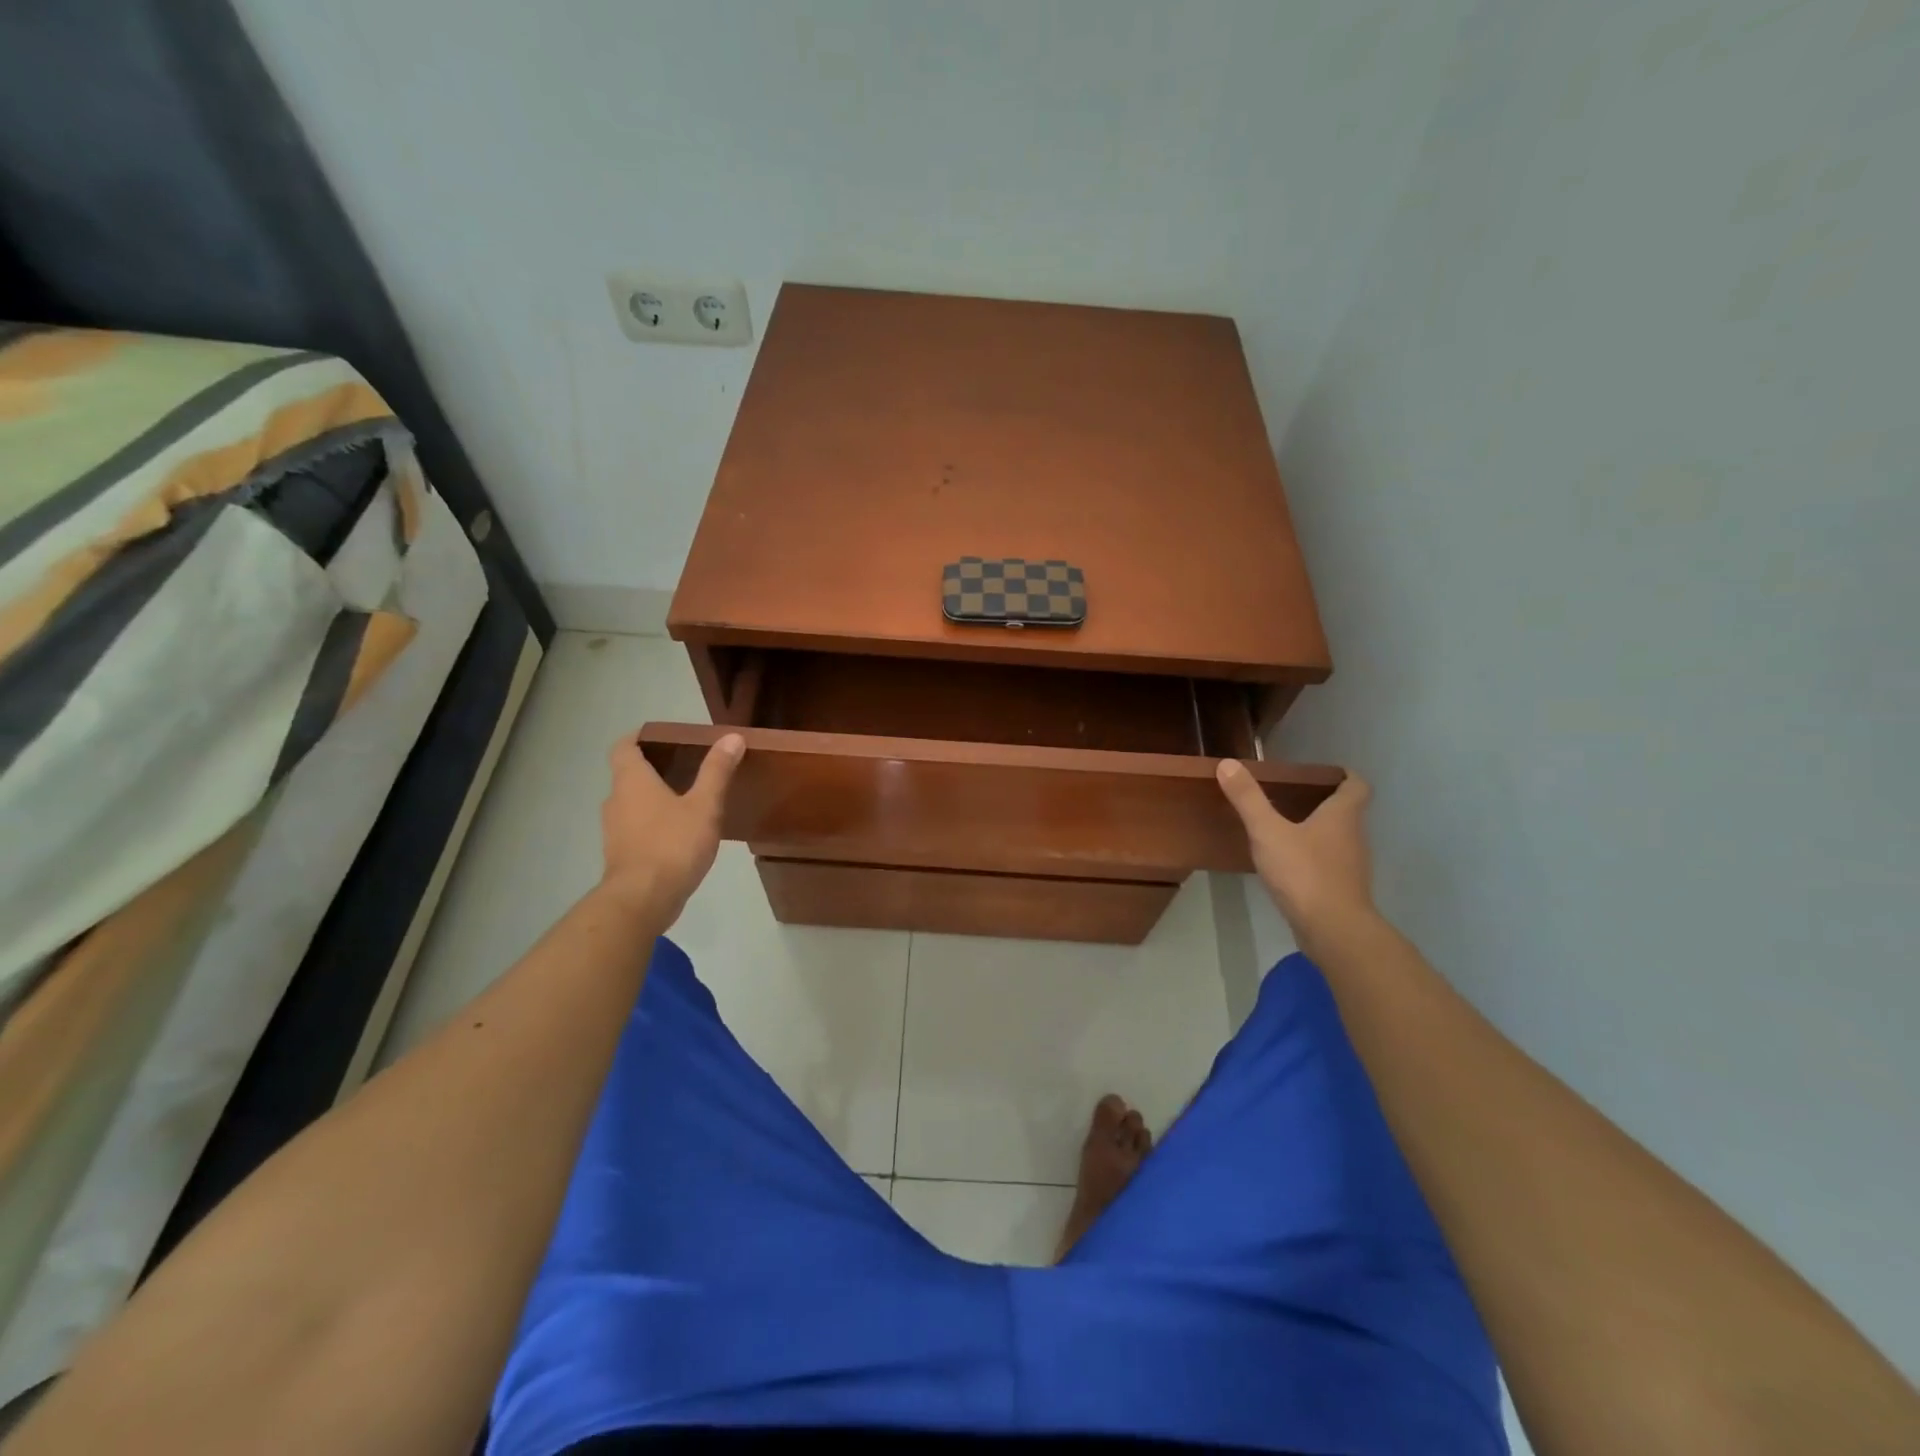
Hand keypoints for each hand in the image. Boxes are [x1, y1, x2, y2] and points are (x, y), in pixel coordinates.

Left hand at [599, 733, 744, 921]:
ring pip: (632, 803)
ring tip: (687, 799)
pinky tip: (679, 833)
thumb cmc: (672, 844)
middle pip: (628, 774)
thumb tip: (732, 737)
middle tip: (686, 765)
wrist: (642, 899)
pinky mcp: (621, 854)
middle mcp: (616, 800)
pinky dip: (653, 823)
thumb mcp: (704, 805)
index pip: (624, 746)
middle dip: (653, 768)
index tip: (661, 736)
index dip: (639, 737)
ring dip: (653, 797)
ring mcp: (614, 829)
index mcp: (631, 781)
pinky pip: (635, 827)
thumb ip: (717, 771)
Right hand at [1217, 761, 1376, 949]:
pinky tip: (1289, 864)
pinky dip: (1314, 858)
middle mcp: (1354, 837)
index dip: (1346, 776)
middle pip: (1348, 813)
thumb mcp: (1268, 832)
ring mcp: (1351, 866)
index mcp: (1343, 816)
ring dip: (1319, 831)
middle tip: (1295, 796)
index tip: (1328, 773)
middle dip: (1326, 803)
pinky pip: (1330, 865)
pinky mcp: (1342, 890)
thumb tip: (1228, 763)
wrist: (1333, 929)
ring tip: (1287, 828)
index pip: (1357, 786)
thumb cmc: (1304, 872)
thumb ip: (1248, 799)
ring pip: (1339, 840)